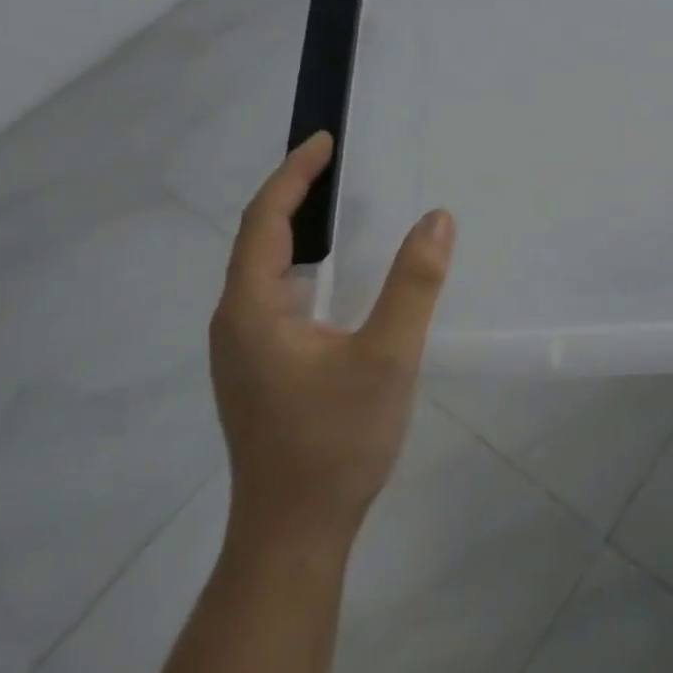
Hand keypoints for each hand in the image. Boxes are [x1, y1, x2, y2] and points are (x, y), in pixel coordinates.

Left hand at [209, 132, 454, 555]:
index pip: (265, 221)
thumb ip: (414, 284)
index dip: (293, 175)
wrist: (294, 532)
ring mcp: (243, 351)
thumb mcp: (387, 356)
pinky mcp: (260, 371)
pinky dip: (302, 266)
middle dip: (293, 195)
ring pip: (264, 272)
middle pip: (257, 241)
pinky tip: (335, 279)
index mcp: (252, 310)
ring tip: (338, 208)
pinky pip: (276, 297)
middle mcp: (235, 323)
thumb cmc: (335, 440)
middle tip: (336, 165)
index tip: (323, 141)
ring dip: (297, 232)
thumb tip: (437, 217)